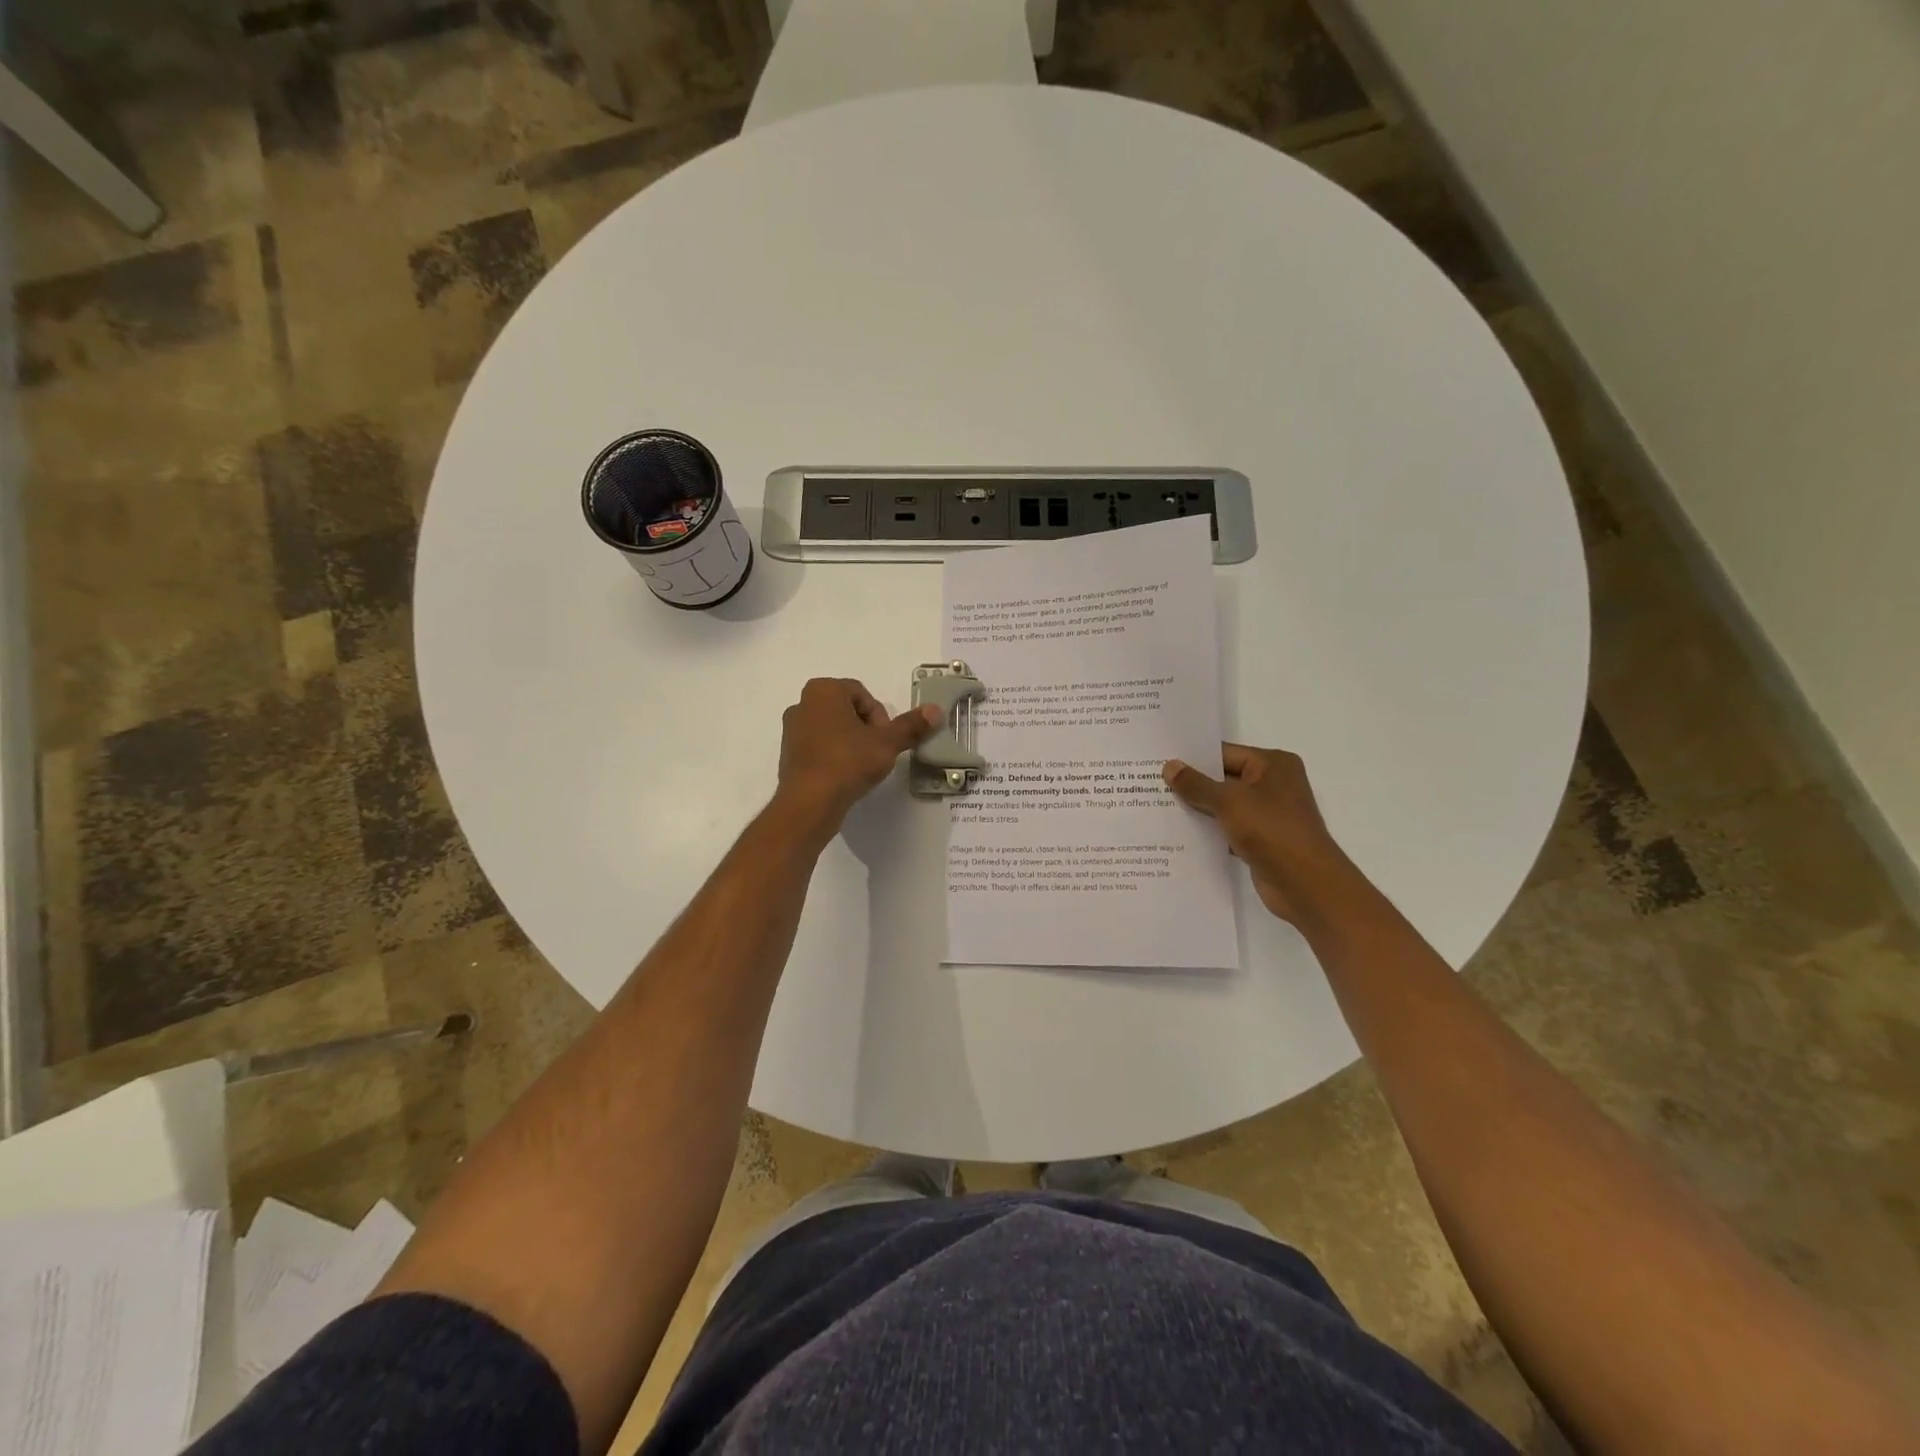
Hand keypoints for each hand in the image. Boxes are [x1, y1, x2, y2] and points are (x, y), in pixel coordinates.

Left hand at [775, 678, 939, 838]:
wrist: (809, 802)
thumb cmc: (847, 762)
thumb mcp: (887, 743)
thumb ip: (910, 726)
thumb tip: (936, 710)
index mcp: (823, 690)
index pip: (862, 694)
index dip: (880, 717)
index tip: (885, 740)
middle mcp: (802, 703)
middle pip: (847, 710)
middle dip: (866, 728)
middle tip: (877, 752)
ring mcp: (791, 730)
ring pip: (833, 729)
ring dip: (851, 742)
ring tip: (862, 766)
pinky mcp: (788, 754)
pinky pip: (819, 747)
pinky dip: (834, 756)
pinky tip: (844, 776)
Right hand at [1163, 744, 1355, 925]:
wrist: (1305, 884)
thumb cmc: (1271, 831)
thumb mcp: (1229, 802)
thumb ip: (1196, 785)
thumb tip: (1169, 766)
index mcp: (1273, 764)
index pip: (1225, 753)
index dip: (1193, 758)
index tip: (1159, 761)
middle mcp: (1273, 784)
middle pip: (1223, 778)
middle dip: (1192, 784)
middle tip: (1151, 783)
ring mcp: (1268, 813)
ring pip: (1224, 805)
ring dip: (1198, 809)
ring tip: (1158, 806)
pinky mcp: (1261, 839)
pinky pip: (1228, 827)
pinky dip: (1208, 830)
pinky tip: (1178, 833)